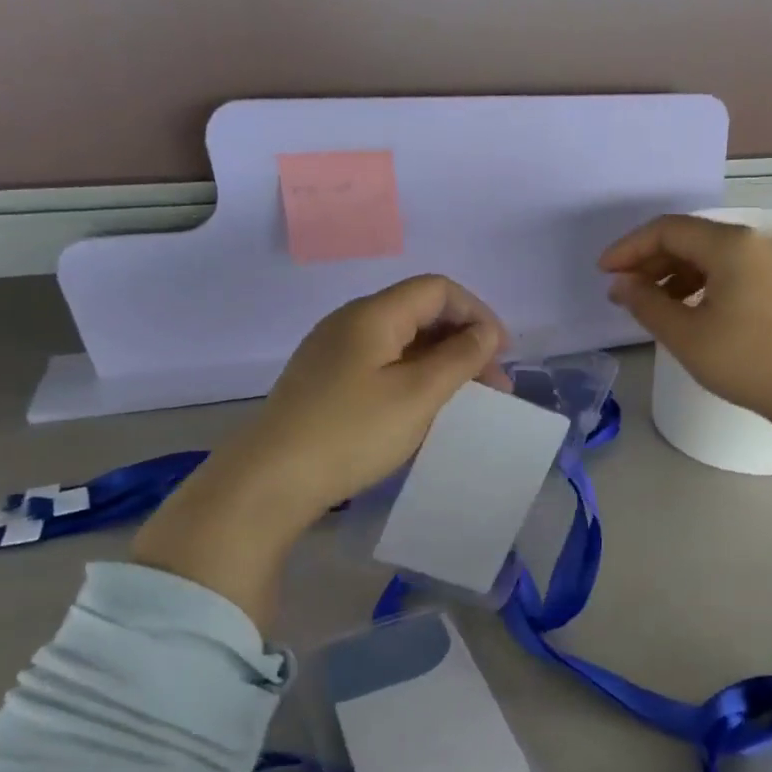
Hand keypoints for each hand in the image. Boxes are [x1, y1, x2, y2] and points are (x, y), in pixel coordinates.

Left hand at [132, 276, 507, 622]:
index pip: (437, 290)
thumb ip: (459, 358)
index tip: (501, 354)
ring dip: (441, 362)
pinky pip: (382, 363)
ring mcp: (333, 352)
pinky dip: (414, 376)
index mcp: (373, 315)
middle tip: (492, 385)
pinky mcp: (324, 381)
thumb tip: (485, 332)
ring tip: (465, 399)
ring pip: (402, 340)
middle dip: (463, 341)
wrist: (270, 481)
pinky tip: (423, 408)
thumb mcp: (418, 395)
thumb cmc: (352, 433)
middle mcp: (350, 322)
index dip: (477, 313)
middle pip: (420, 312)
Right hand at [598, 215, 771, 430]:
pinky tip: (684, 309)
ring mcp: (769, 262)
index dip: (629, 248)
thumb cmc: (746, 360)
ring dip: (672, 273)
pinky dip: (698, 283)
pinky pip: (727, 271)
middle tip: (621, 289)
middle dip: (649, 260)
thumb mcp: (686, 335)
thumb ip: (646, 304)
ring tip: (648, 303)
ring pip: (708, 255)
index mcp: (729, 244)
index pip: (667, 230)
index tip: (603, 273)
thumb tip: (620, 284)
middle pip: (688, 237)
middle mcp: (752, 242)